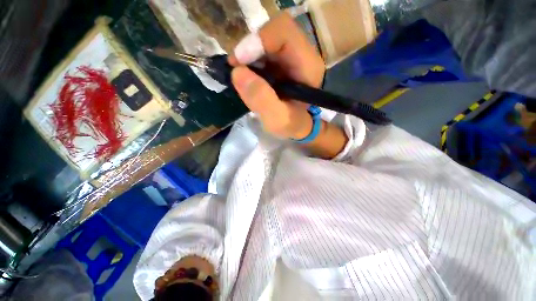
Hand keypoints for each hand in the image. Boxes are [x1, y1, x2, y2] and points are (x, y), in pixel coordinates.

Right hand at [229, 13, 325, 138]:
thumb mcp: (278, 120)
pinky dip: (250, 62)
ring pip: (265, 41)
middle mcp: (301, 54)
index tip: (239, 61)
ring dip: (248, 57)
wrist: (298, 125)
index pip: (284, 32)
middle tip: (237, 69)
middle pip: (272, 33)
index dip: (259, 40)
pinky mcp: (281, 61)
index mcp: (307, 66)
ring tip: (243, 78)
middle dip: (250, 50)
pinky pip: (262, 52)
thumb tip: (237, 73)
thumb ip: (262, 100)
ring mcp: (291, 56)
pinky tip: (249, 78)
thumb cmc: (292, 125)